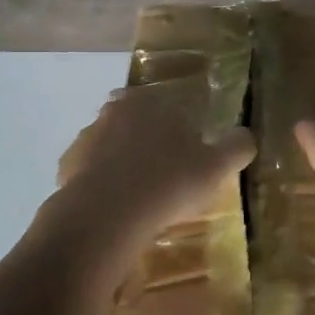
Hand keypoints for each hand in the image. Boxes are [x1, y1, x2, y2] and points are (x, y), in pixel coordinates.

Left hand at [54, 76, 256, 255]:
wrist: (107, 214)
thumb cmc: (169, 182)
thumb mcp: (217, 166)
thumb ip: (237, 146)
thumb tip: (245, 136)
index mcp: (154, 101)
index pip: (175, 103)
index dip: (187, 127)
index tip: (193, 152)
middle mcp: (118, 108)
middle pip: (141, 120)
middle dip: (153, 139)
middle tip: (169, 171)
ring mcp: (89, 135)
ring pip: (114, 142)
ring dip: (126, 159)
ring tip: (142, 192)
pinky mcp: (68, 164)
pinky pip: (92, 169)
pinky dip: (103, 181)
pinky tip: (117, 204)